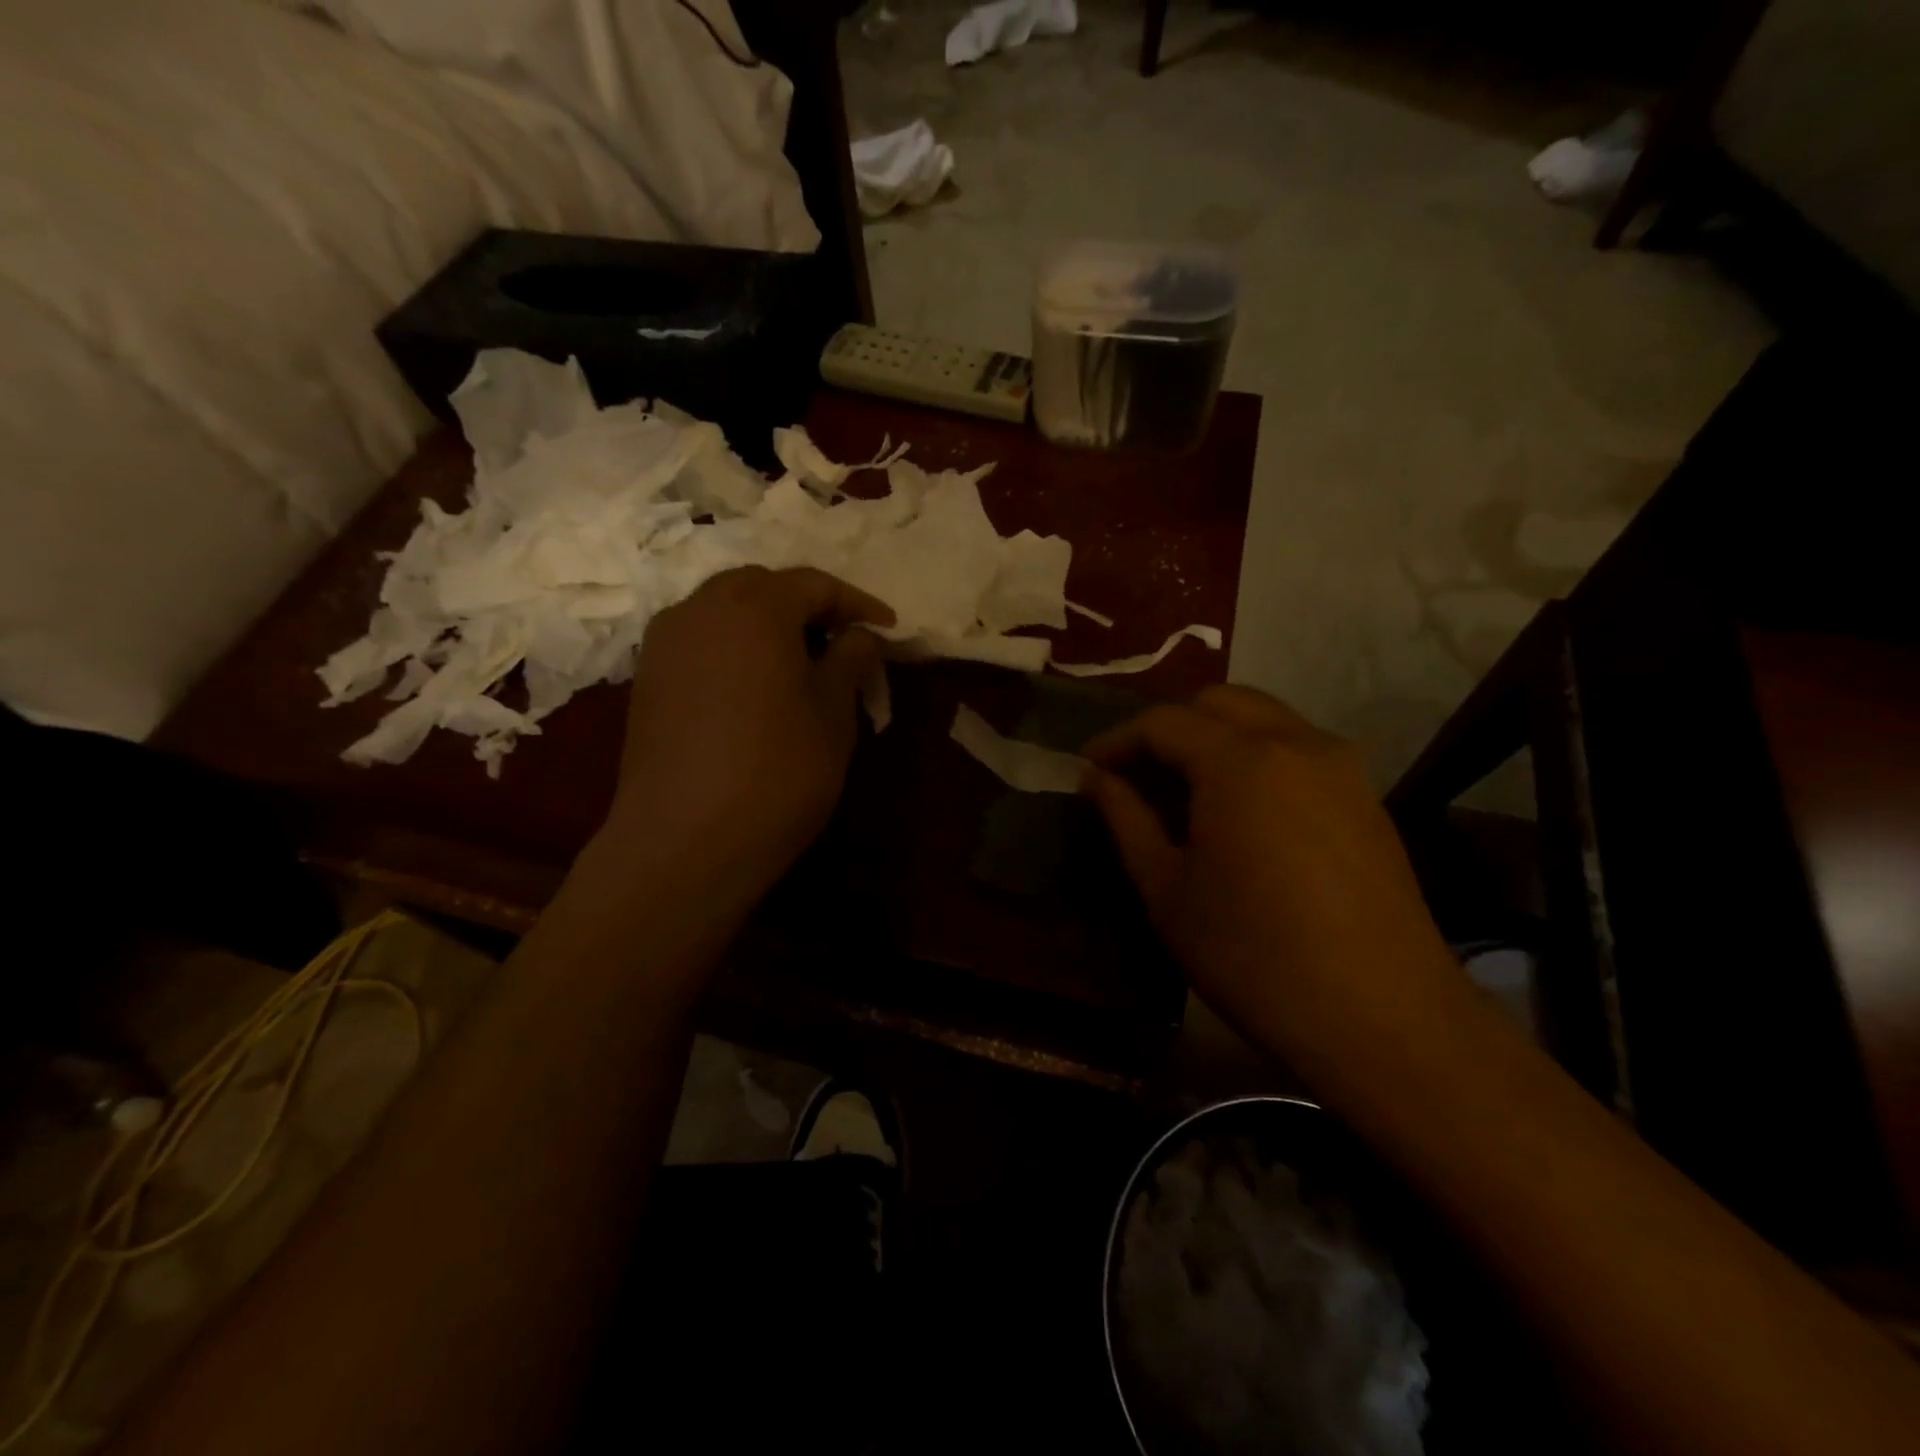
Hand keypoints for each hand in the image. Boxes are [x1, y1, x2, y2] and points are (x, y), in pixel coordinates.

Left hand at [602, 566, 891, 898]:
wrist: (684, 842)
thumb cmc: (778, 771)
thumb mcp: (834, 713)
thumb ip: (850, 659)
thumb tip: (859, 635)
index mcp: (754, 607)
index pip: (814, 584)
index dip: (857, 603)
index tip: (888, 628)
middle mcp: (700, 609)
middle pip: (762, 587)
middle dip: (806, 606)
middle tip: (841, 640)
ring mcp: (665, 644)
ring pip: (724, 611)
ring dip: (766, 624)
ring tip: (800, 662)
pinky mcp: (647, 681)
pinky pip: (700, 642)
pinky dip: (733, 648)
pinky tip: (754, 686)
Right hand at [1081, 685, 1464, 1074]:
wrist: (1382, 1018)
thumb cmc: (1252, 955)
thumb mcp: (1167, 889)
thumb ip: (1126, 819)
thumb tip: (1097, 778)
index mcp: (1239, 761)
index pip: (1164, 722)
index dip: (1118, 740)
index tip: (1089, 768)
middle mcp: (1295, 743)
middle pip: (1219, 703)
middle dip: (1169, 727)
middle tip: (1136, 773)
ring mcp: (1341, 767)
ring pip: (1265, 719)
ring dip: (1215, 737)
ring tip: (1185, 790)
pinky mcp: (1367, 798)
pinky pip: (1298, 750)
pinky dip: (1256, 757)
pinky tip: (1241, 811)